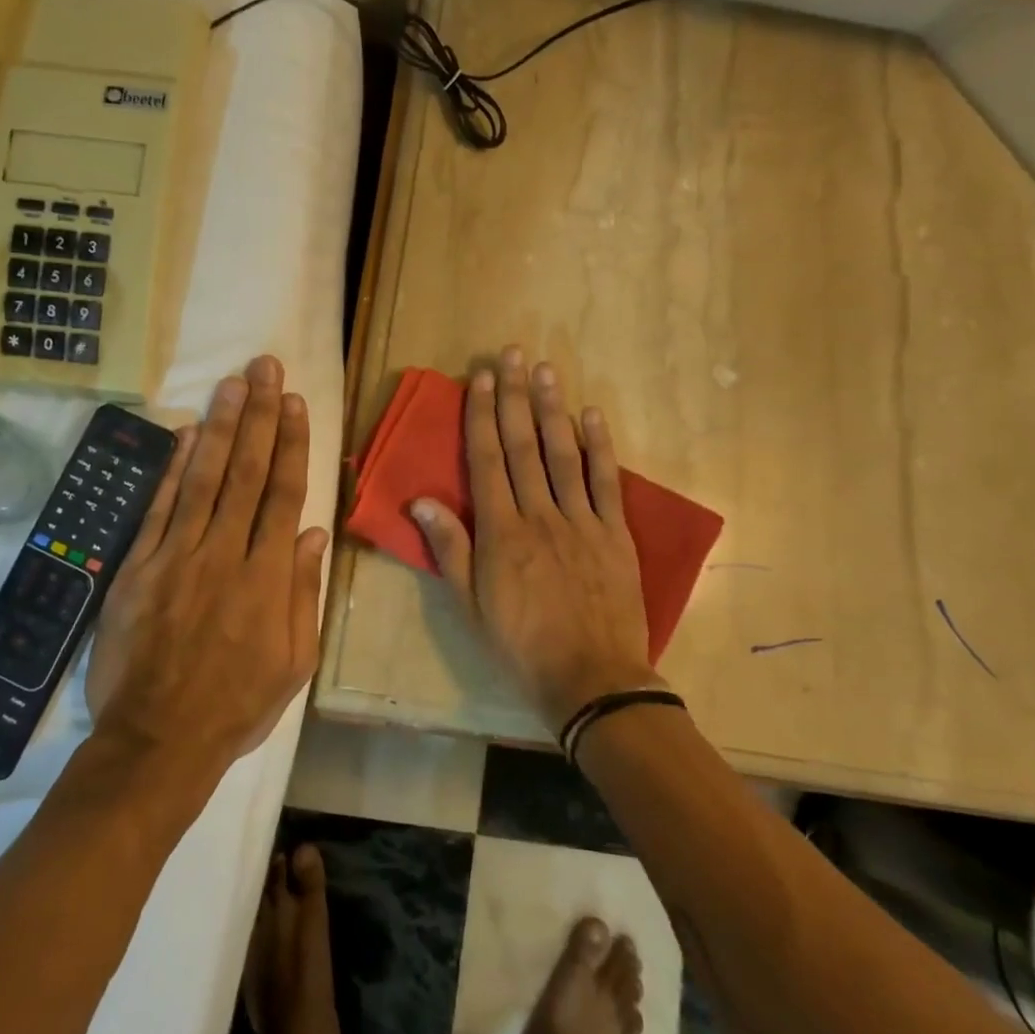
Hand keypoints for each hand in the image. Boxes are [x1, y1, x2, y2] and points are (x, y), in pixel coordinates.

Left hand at [85, 355, 329, 775]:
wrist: (157, 743)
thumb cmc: (237, 706)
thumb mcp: (295, 662)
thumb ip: (302, 593)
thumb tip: (312, 532)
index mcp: (268, 578)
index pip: (283, 494)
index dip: (290, 444)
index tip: (296, 402)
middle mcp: (224, 555)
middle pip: (245, 473)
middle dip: (259, 416)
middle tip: (265, 368)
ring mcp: (176, 557)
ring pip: (203, 479)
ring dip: (219, 427)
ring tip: (233, 384)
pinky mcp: (138, 568)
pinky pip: (158, 509)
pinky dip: (171, 469)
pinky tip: (183, 434)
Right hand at [411, 346, 660, 732]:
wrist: (591, 679)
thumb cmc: (521, 645)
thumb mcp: (471, 605)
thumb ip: (449, 549)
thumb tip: (420, 501)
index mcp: (501, 532)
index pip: (487, 461)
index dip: (481, 416)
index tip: (480, 378)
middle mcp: (540, 515)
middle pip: (524, 446)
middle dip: (515, 397)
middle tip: (512, 354)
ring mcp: (581, 521)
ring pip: (564, 454)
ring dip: (553, 409)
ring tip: (546, 370)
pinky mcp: (615, 534)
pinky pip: (606, 482)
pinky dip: (600, 447)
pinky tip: (593, 415)